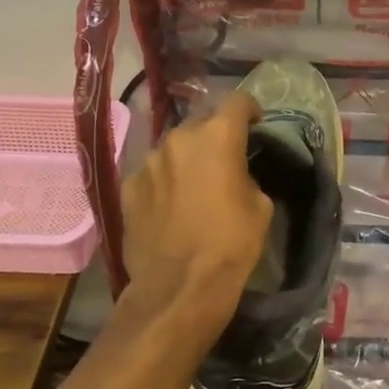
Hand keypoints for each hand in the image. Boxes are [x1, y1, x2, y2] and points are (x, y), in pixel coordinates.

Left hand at [120, 93, 270, 341]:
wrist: (178, 287)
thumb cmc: (230, 244)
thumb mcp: (260, 206)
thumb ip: (247, 175)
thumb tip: (236, 174)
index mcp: (217, 135)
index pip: (238, 101)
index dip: (250, 110)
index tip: (256, 125)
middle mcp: (179, 138)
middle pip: (202, 122)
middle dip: (215, 136)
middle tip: (224, 160)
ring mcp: (148, 160)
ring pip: (174, 148)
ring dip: (187, 158)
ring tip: (194, 185)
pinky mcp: (128, 186)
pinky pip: (153, 173)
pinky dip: (164, 181)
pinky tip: (170, 206)